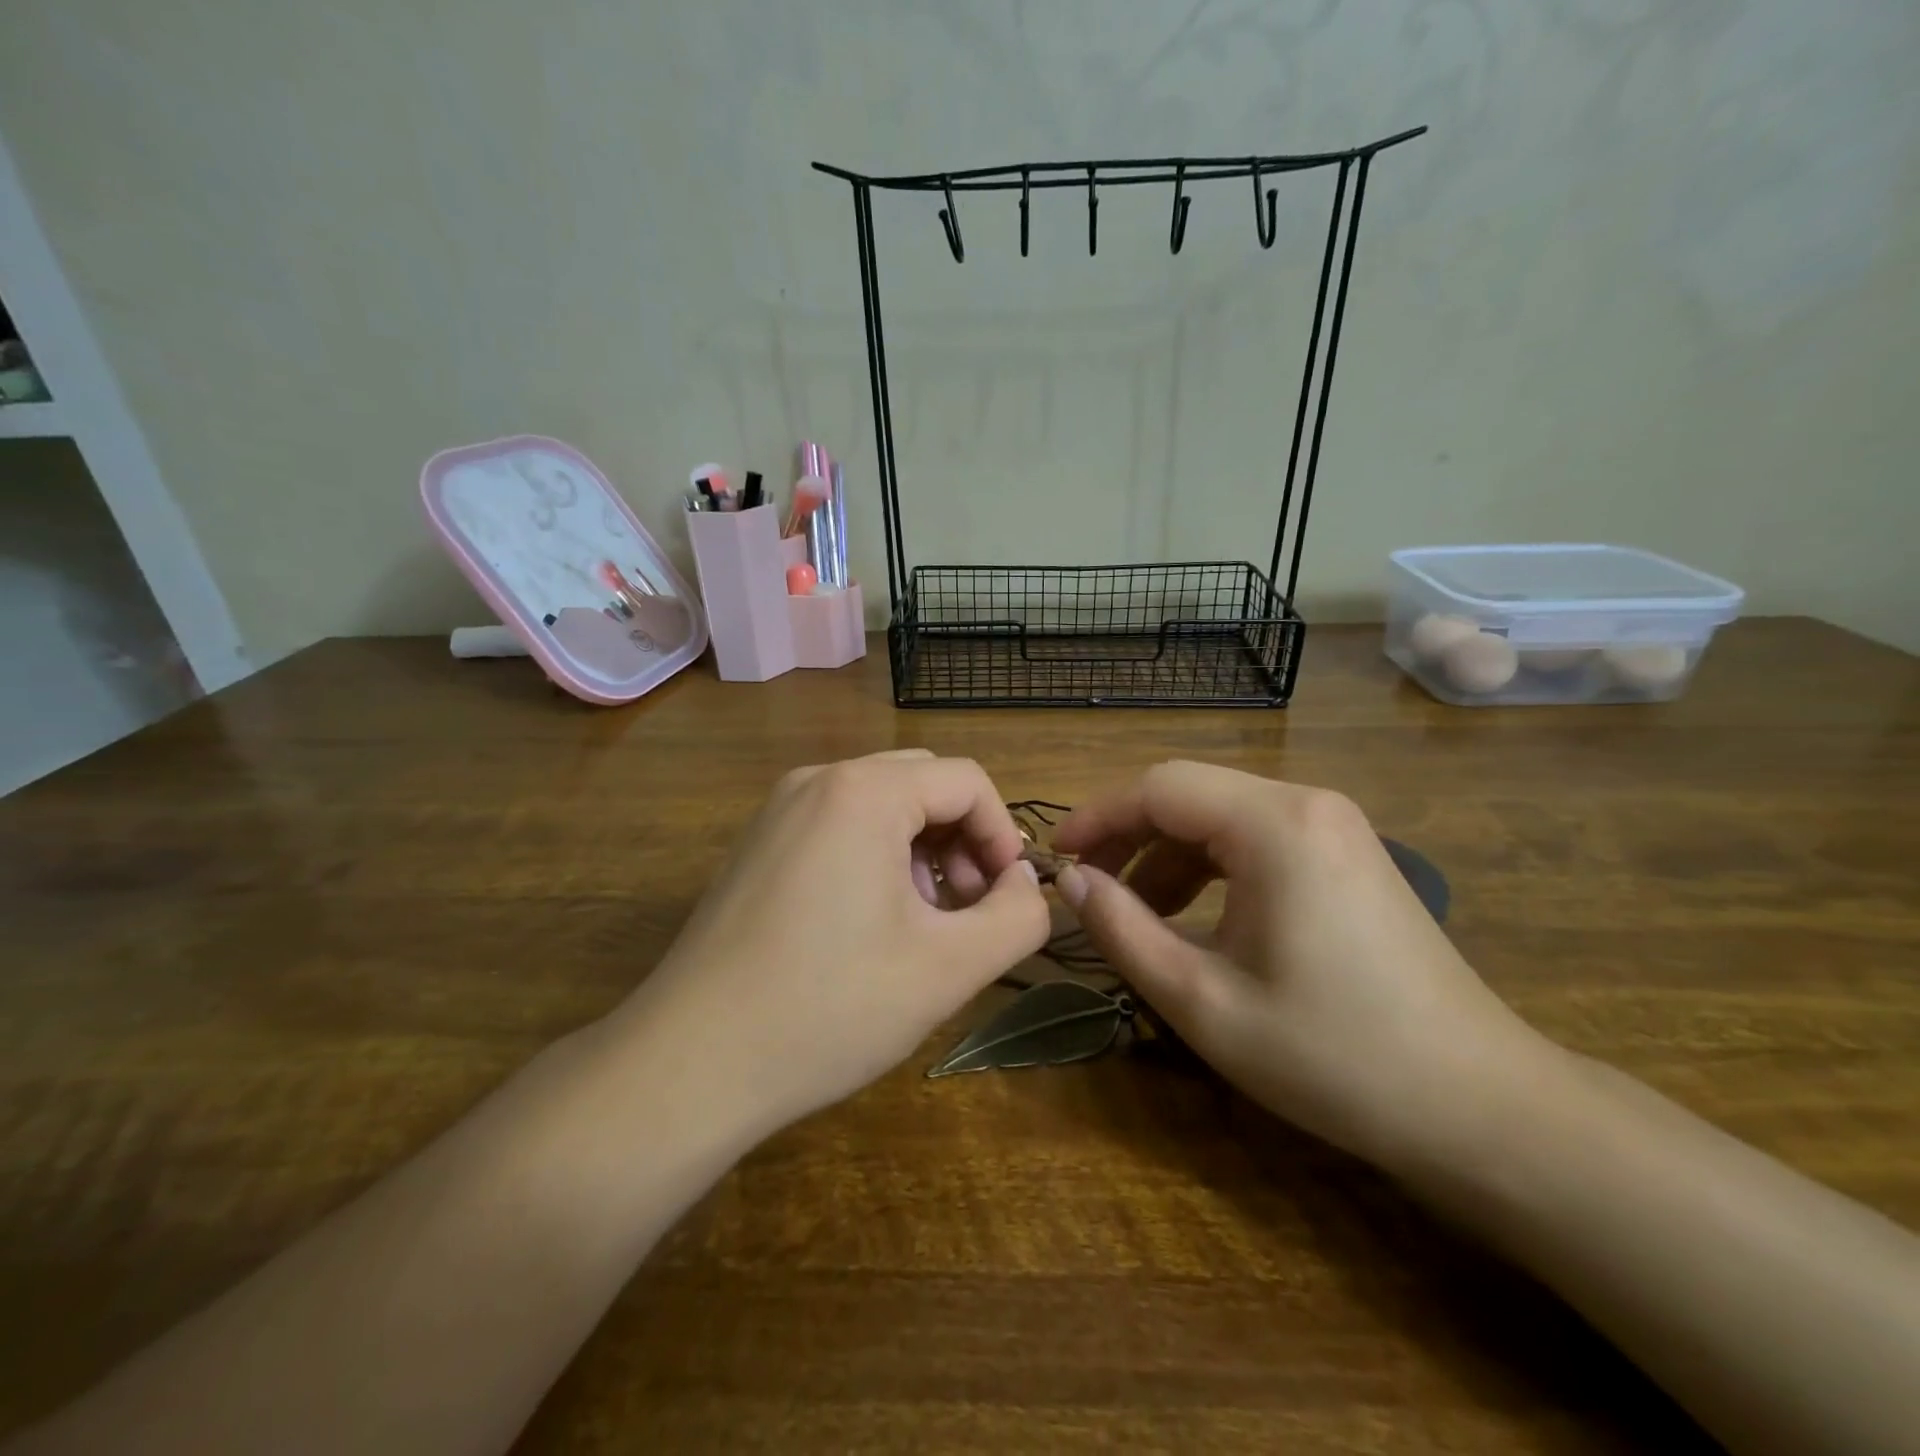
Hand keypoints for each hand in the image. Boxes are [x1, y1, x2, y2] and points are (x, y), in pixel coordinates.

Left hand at [617, 750, 1050, 1136]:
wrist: (689, 1062)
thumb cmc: (829, 1007)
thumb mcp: (949, 968)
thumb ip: (1017, 917)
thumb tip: (1023, 884)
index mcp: (863, 791)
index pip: (967, 781)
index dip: (1003, 837)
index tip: (1005, 901)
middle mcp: (817, 780)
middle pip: (924, 784)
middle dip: (963, 841)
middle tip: (967, 912)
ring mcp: (779, 809)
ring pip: (882, 805)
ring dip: (922, 851)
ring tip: (922, 924)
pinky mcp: (758, 843)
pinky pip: (840, 825)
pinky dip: (876, 857)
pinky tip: (870, 924)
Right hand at [1052, 761, 1550, 1165]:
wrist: (1480, 1106)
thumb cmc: (1332, 1056)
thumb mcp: (1204, 1001)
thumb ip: (1124, 930)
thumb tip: (1071, 881)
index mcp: (1274, 825)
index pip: (1158, 788)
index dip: (1097, 817)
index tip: (1057, 860)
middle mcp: (1306, 803)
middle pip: (1189, 793)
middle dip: (1128, 835)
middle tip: (1088, 888)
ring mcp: (1334, 825)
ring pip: (1220, 814)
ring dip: (1167, 854)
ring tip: (1136, 911)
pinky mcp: (1347, 853)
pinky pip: (1255, 837)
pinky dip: (1210, 866)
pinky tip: (1194, 915)